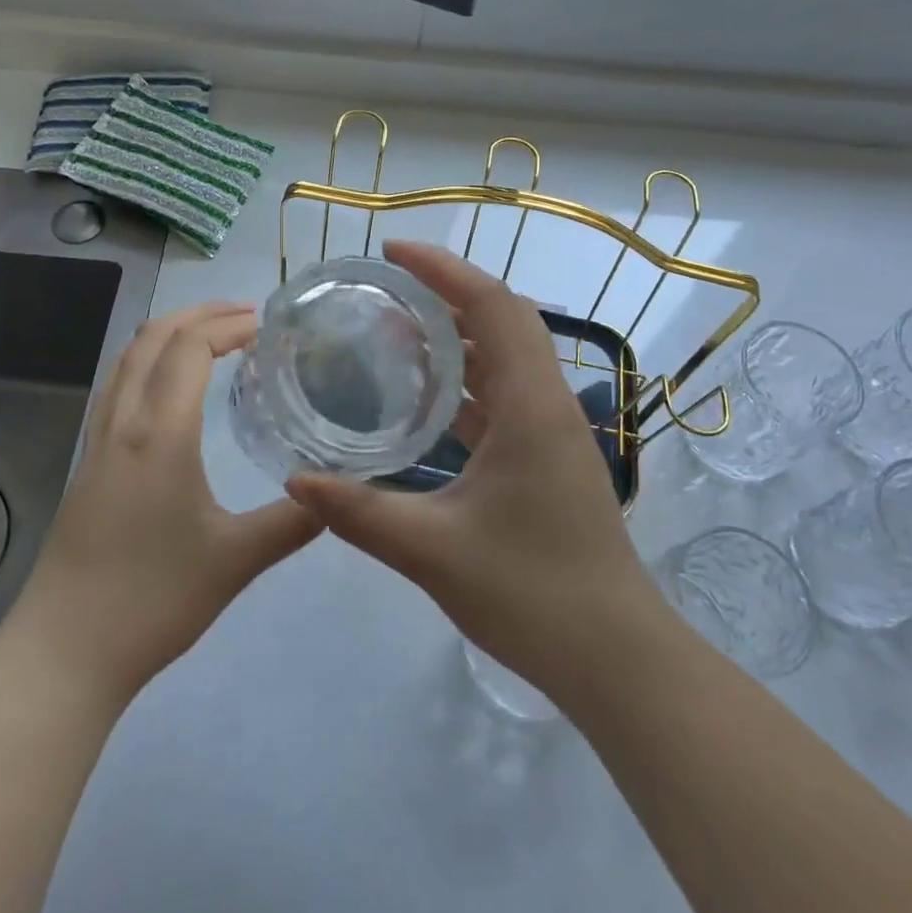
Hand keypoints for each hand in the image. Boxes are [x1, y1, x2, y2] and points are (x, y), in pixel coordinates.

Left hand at [0, 301, 322, 709]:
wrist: (64, 653)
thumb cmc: (152, 600)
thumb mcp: (235, 561)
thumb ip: (291, 522)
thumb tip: (333, 492)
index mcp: (159, 435)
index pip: (189, 348)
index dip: (227, 325)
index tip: (267, 326)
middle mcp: (123, 424)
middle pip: (153, 338)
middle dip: (199, 313)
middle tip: (245, 315)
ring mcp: (98, 442)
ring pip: (128, 358)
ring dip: (169, 332)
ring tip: (212, 336)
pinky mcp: (88, 464)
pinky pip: (117, 386)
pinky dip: (148, 361)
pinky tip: (170, 387)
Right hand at [285, 242, 654, 701]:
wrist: (616, 659)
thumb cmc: (533, 595)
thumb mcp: (433, 551)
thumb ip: (360, 512)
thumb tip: (295, 479)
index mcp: (531, 405)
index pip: (492, 306)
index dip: (443, 270)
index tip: (392, 253)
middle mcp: (547, 403)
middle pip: (503, 320)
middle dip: (447, 293)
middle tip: (386, 289)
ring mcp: (551, 432)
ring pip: (505, 358)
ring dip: (457, 337)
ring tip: (396, 333)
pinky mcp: (547, 458)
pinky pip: (504, 396)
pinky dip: (465, 382)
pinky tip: (426, 399)